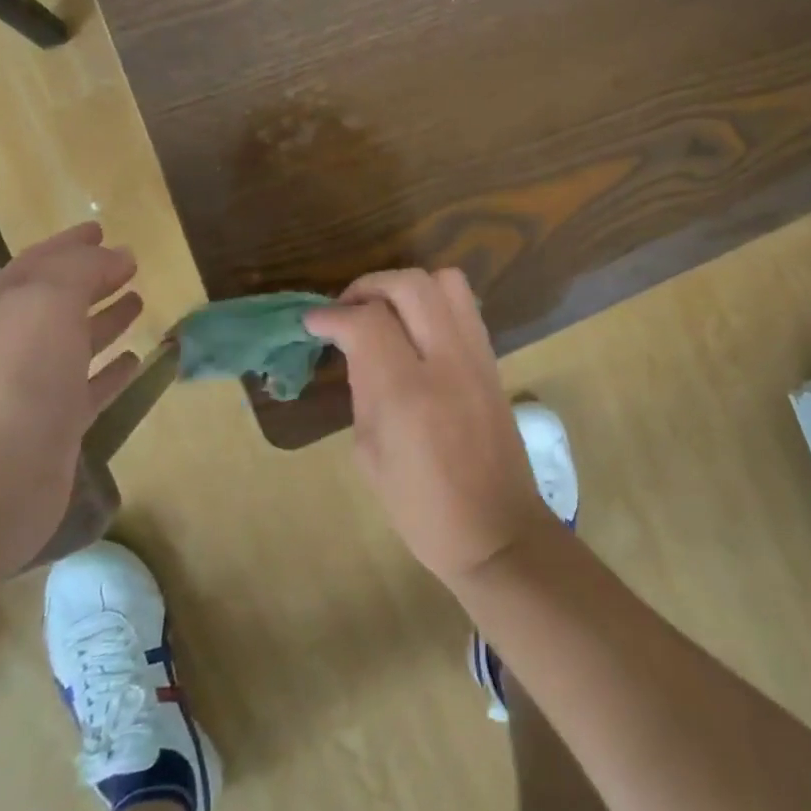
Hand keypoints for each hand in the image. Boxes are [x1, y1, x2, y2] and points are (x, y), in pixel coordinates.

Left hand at [0, 222, 143, 573]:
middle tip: (130, 265)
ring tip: (139, 302)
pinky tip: (137, 360)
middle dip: (91, 278)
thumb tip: (116, 255)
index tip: (102, 229)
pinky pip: (91, 385)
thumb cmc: (14, 381)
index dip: (71, 244)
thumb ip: (80, 271)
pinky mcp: (56, 424)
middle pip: (56, 299)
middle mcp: (12, 342)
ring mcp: (33, 386)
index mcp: (1, 307)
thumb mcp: (45, 303)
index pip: (39, 262)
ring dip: (105, 319)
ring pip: (75, 341)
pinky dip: (112, 369)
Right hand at [304, 269, 556, 585]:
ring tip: (383, 311)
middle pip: (410, 284)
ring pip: (446, 282)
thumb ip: (364, 390)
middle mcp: (447, 361)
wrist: (496, 529)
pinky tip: (415, 329)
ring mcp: (477, 356)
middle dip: (369, 285)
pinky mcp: (494, 360)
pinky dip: (434, 302)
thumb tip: (357, 348)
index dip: (333, 315)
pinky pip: (465, 306)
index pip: (368, 321)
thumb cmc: (421, 508)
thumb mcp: (370, 454)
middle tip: (347, 309)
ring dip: (407, 286)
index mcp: (408, 393)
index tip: (314, 323)